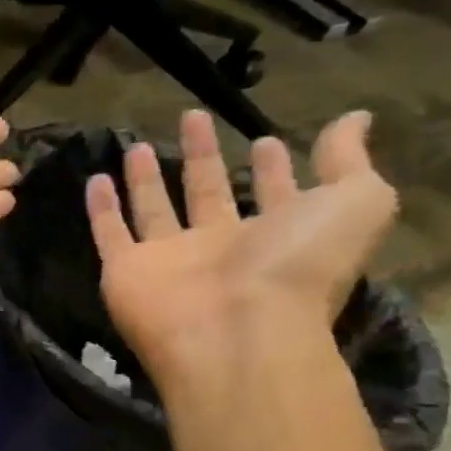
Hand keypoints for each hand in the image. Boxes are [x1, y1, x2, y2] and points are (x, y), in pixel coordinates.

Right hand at [87, 110, 397, 383]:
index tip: (265, 139)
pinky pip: (109, 233)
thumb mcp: (356, 203)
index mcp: (278, 235)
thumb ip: (350, 161)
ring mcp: (169, 260)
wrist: (233, 332)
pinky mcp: (125, 270)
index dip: (271, 168)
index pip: (274, 194)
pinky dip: (100, 209)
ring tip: (140, 145)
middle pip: (208, 194)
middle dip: (204, 157)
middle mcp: (221, 247)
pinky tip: (95, 180)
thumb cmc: (298, 266)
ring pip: (154, 210)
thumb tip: (354, 119)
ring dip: (147, 179)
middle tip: (193, 118)